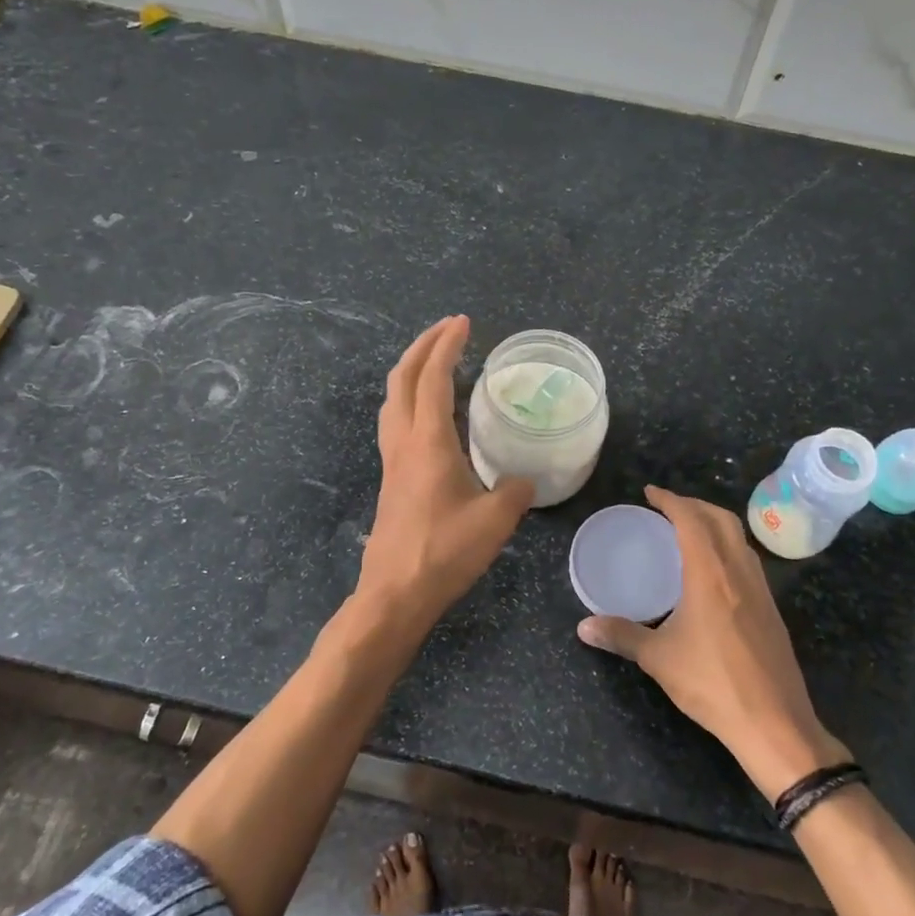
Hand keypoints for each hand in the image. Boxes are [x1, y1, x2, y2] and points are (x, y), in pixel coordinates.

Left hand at [354, 316, 534, 636]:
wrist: (396, 593)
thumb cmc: (444, 552)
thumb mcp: (496, 521)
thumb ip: (515, 492)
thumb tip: (523, 482)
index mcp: (428, 442)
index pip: (434, 378)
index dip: (447, 346)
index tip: (463, 323)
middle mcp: (403, 442)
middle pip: (402, 378)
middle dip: (423, 346)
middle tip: (448, 330)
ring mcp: (391, 461)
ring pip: (392, 399)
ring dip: (411, 371)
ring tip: (437, 362)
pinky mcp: (391, 479)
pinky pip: (395, 421)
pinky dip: (410, 399)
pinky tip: (430, 414)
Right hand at [578, 486, 851, 799]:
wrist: (774, 721)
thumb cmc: (712, 684)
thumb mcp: (658, 659)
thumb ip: (621, 635)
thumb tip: (583, 627)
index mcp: (710, 574)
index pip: (691, 519)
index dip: (670, 500)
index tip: (650, 493)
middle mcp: (739, 572)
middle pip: (721, 519)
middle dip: (694, 505)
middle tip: (667, 509)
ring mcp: (761, 590)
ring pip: (739, 538)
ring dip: (714, 524)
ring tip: (688, 532)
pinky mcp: (771, 609)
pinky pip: (748, 560)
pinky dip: (728, 547)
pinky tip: (713, 572)